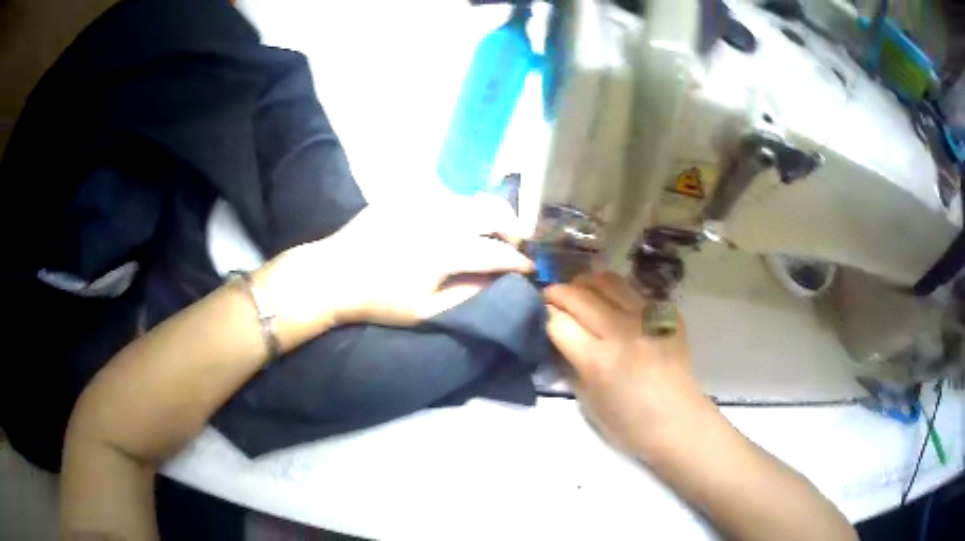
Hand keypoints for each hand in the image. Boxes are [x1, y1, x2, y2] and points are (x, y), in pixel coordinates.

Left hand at [256, 195, 532, 349]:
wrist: (333, 274)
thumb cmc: (379, 300)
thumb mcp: (425, 311)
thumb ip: (467, 294)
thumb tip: (498, 280)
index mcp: (445, 251)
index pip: (496, 252)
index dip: (518, 261)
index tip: (530, 267)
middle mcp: (439, 218)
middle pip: (492, 211)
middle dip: (513, 226)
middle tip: (516, 243)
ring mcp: (422, 201)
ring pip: (471, 199)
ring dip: (489, 215)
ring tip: (492, 232)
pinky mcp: (406, 195)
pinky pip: (445, 197)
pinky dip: (461, 209)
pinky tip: (457, 224)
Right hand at [544, 272, 713, 457]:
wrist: (678, 422)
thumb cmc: (627, 423)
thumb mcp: (586, 400)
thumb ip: (569, 363)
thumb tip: (556, 336)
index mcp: (598, 360)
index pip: (558, 321)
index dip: (543, 314)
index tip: (539, 314)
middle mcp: (622, 331)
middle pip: (579, 295)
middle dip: (558, 292)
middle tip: (552, 297)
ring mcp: (648, 318)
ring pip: (608, 281)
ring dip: (586, 283)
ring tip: (581, 291)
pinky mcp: (667, 314)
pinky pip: (635, 292)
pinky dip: (617, 293)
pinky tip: (615, 305)